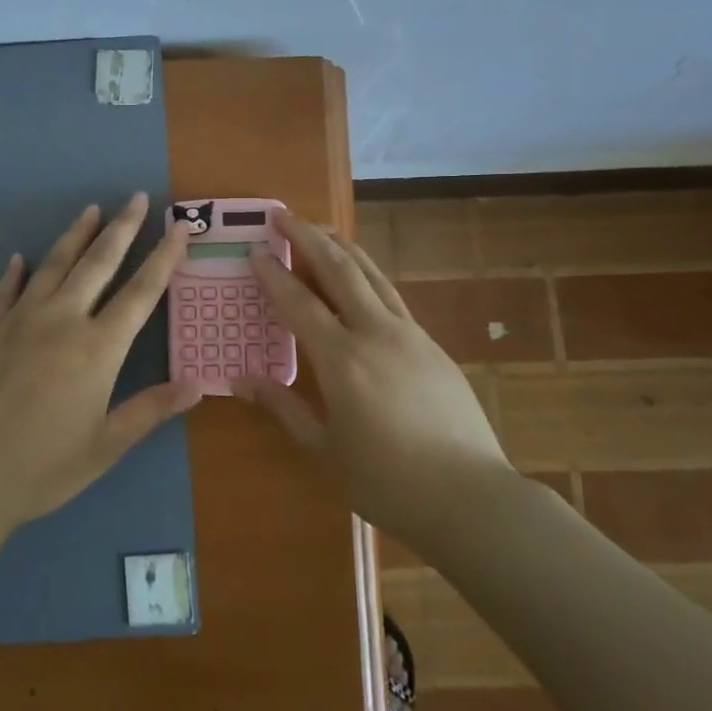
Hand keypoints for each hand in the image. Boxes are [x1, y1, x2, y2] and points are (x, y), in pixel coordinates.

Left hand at [0, 194, 200, 542]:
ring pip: (54, 265)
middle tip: (135, 197)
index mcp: (97, 348)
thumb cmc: (42, 467)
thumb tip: (198, 383)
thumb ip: (151, 409)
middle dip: (122, 228)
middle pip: (98, 263)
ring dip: (75, 235)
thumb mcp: (105, 446)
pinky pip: (5, 291)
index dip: (163, 257)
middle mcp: (61, 320)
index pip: (141, 292)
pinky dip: (15, 272)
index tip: (179, 227)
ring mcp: (19, 320)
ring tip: (90, 209)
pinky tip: (19, 258)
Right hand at [231, 210, 513, 544]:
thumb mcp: (324, 450)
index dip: (274, 273)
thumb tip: (242, 380)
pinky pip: (392, 296)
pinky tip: (361, 278)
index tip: (255, 249)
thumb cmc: (387, 481)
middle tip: (284, 214)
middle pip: (339, 269)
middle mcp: (375, 333)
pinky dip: (369, 275)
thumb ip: (283, 408)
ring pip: (371, 274)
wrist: (470, 496)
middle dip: (309, 236)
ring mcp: (409, 334)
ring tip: (321, 228)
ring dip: (342, 246)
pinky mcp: (432, 344)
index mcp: (342, 359)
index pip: (299, 302)